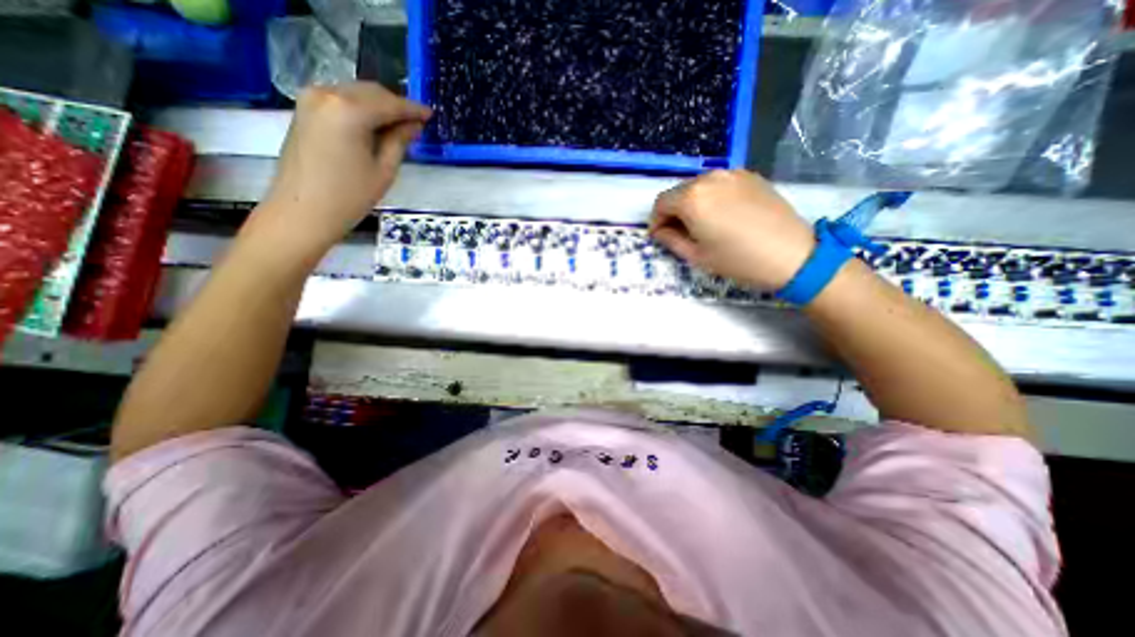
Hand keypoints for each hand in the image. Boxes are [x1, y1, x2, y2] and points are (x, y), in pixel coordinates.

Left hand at [254, 83, 431, 259]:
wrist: (303, 212)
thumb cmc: (349, 197)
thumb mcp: (384, 170)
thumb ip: (399, 141)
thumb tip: (413, 125)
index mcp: (349, 110)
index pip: (389, 103)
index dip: (413, 109)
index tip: (431, 115)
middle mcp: (327, 94)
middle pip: (371, 92)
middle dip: (396, 105)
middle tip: (417, 122)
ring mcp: (311, 99)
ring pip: (356, 94)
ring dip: (379, 107)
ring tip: (399, 127)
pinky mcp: (304, 110)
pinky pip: (341, 101)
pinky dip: (362, 109)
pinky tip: (375, 127)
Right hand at [647, 168, 814, 287]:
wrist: (792, 255)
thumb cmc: (738, 260)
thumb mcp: (696, 256)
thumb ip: (670, 240)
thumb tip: (660, 231)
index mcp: (692, 198)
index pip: (661, 203)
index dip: (656, 221)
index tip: (661, 237)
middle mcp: (709, 178)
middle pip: (678, 192)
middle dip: (673, 212)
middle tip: (680, 233)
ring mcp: (732, 174)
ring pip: (698, 187)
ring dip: (692, 204)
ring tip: (703, 226)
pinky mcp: (750, 176)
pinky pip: (719, 184)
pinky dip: (712, 197)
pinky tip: (723, 216)